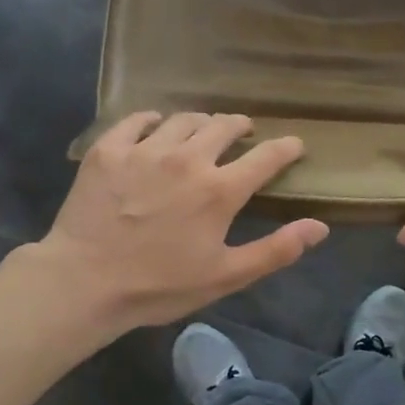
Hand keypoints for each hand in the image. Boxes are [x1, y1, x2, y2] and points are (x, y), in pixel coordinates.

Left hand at [28, 112, 327, 335]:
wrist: (83, 283)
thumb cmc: (159, 286)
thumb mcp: (226, 276)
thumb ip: (276, 250)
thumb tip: (320, 227)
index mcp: (219, 190)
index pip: (266, 156)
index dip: (286, 147)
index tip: (294, 144)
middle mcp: (187, 159)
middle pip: (223, 125)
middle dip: (240, 125)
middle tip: (242, 131)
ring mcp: (145, 150)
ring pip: (182, 119)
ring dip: (199, 122)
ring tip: (200, 130)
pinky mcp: (109, 150)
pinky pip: (136, 120)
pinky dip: (152, 121)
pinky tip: (153, 127)